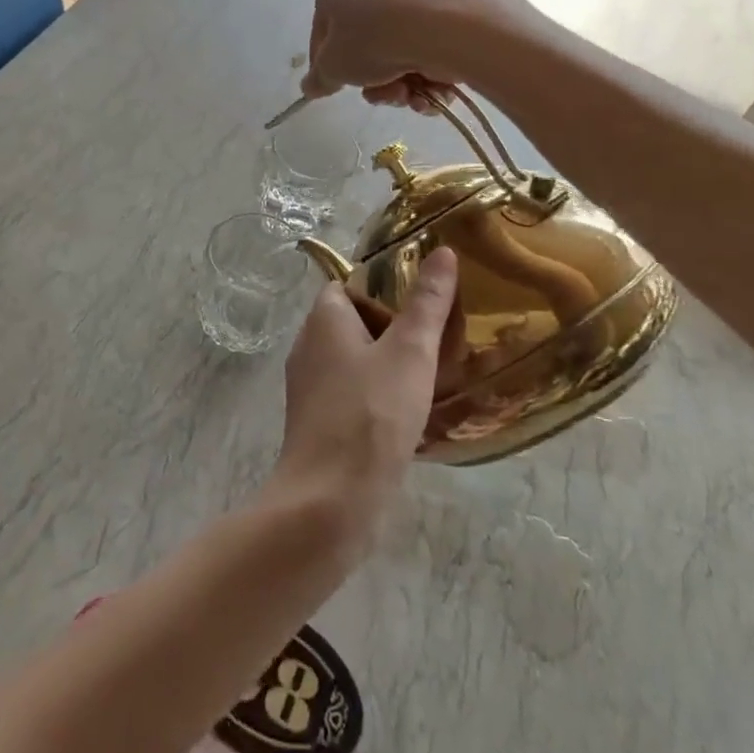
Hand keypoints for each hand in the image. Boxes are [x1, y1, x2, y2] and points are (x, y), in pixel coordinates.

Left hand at [270, 248, 460, 537]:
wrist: (330, 501)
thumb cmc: (371, 414)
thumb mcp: (410, 352)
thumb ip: (427, 303)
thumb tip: (443, 251)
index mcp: (322, 320)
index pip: (349, 284)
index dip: (385, 285)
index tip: (426, 296)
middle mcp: (309, 347)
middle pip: (354, 321)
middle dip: (395, 326)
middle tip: (440, 335)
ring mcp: (310, 388)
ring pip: (356, 361)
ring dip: (390, 364)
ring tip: (436, 371)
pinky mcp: (320, 423)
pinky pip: (354, 395)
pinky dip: (380, 396)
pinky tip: (413, 413)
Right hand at [299, 0, 528, 107]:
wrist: (443, 25)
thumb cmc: (372, 40)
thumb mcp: (333, 66)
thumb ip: (319, 78)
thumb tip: (310, 86)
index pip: (320, 37)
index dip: (326, 69)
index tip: (336, 90)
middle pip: (363, 52)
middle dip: (374, 84)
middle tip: (383, 95)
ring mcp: (409, 1)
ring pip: (395, 59)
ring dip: (401, 88)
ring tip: (412, 95)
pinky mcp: (443, 16)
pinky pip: (425, 55)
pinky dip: (428, 79)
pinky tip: (435, 90)